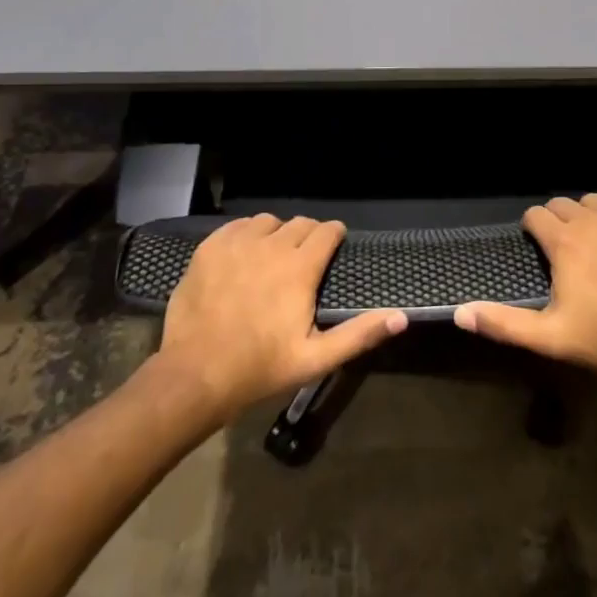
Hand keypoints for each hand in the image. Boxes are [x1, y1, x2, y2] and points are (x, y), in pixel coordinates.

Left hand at [156, 214, 406, 423]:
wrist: (195, 374)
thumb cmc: (260, 368)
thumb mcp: (315, 359)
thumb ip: (359, 334)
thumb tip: (401, 317)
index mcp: (300, 268)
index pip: (326, 231)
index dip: (334, 235)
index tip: (335, 245)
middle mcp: (272, 245)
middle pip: (300, 223)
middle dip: (309, 235)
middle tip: (305, 259)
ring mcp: (238, 243)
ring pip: (268, 222)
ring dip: (277, 234)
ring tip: (273, 256)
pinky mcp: (210, 247)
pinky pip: (237, 227)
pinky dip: (246, 235)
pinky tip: (244, 255)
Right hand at [453, 194, 596, 397]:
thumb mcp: (549, 336)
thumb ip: (503, 323)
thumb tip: (460, 314)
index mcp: (565, 241)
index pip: (535, 215)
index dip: (532, 229)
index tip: (537, 247)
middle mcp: (592, 219)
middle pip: (562, 203)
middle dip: (557, 220)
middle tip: (563, 250)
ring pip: (594, 202)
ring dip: (587, 217)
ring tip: (592, 245)